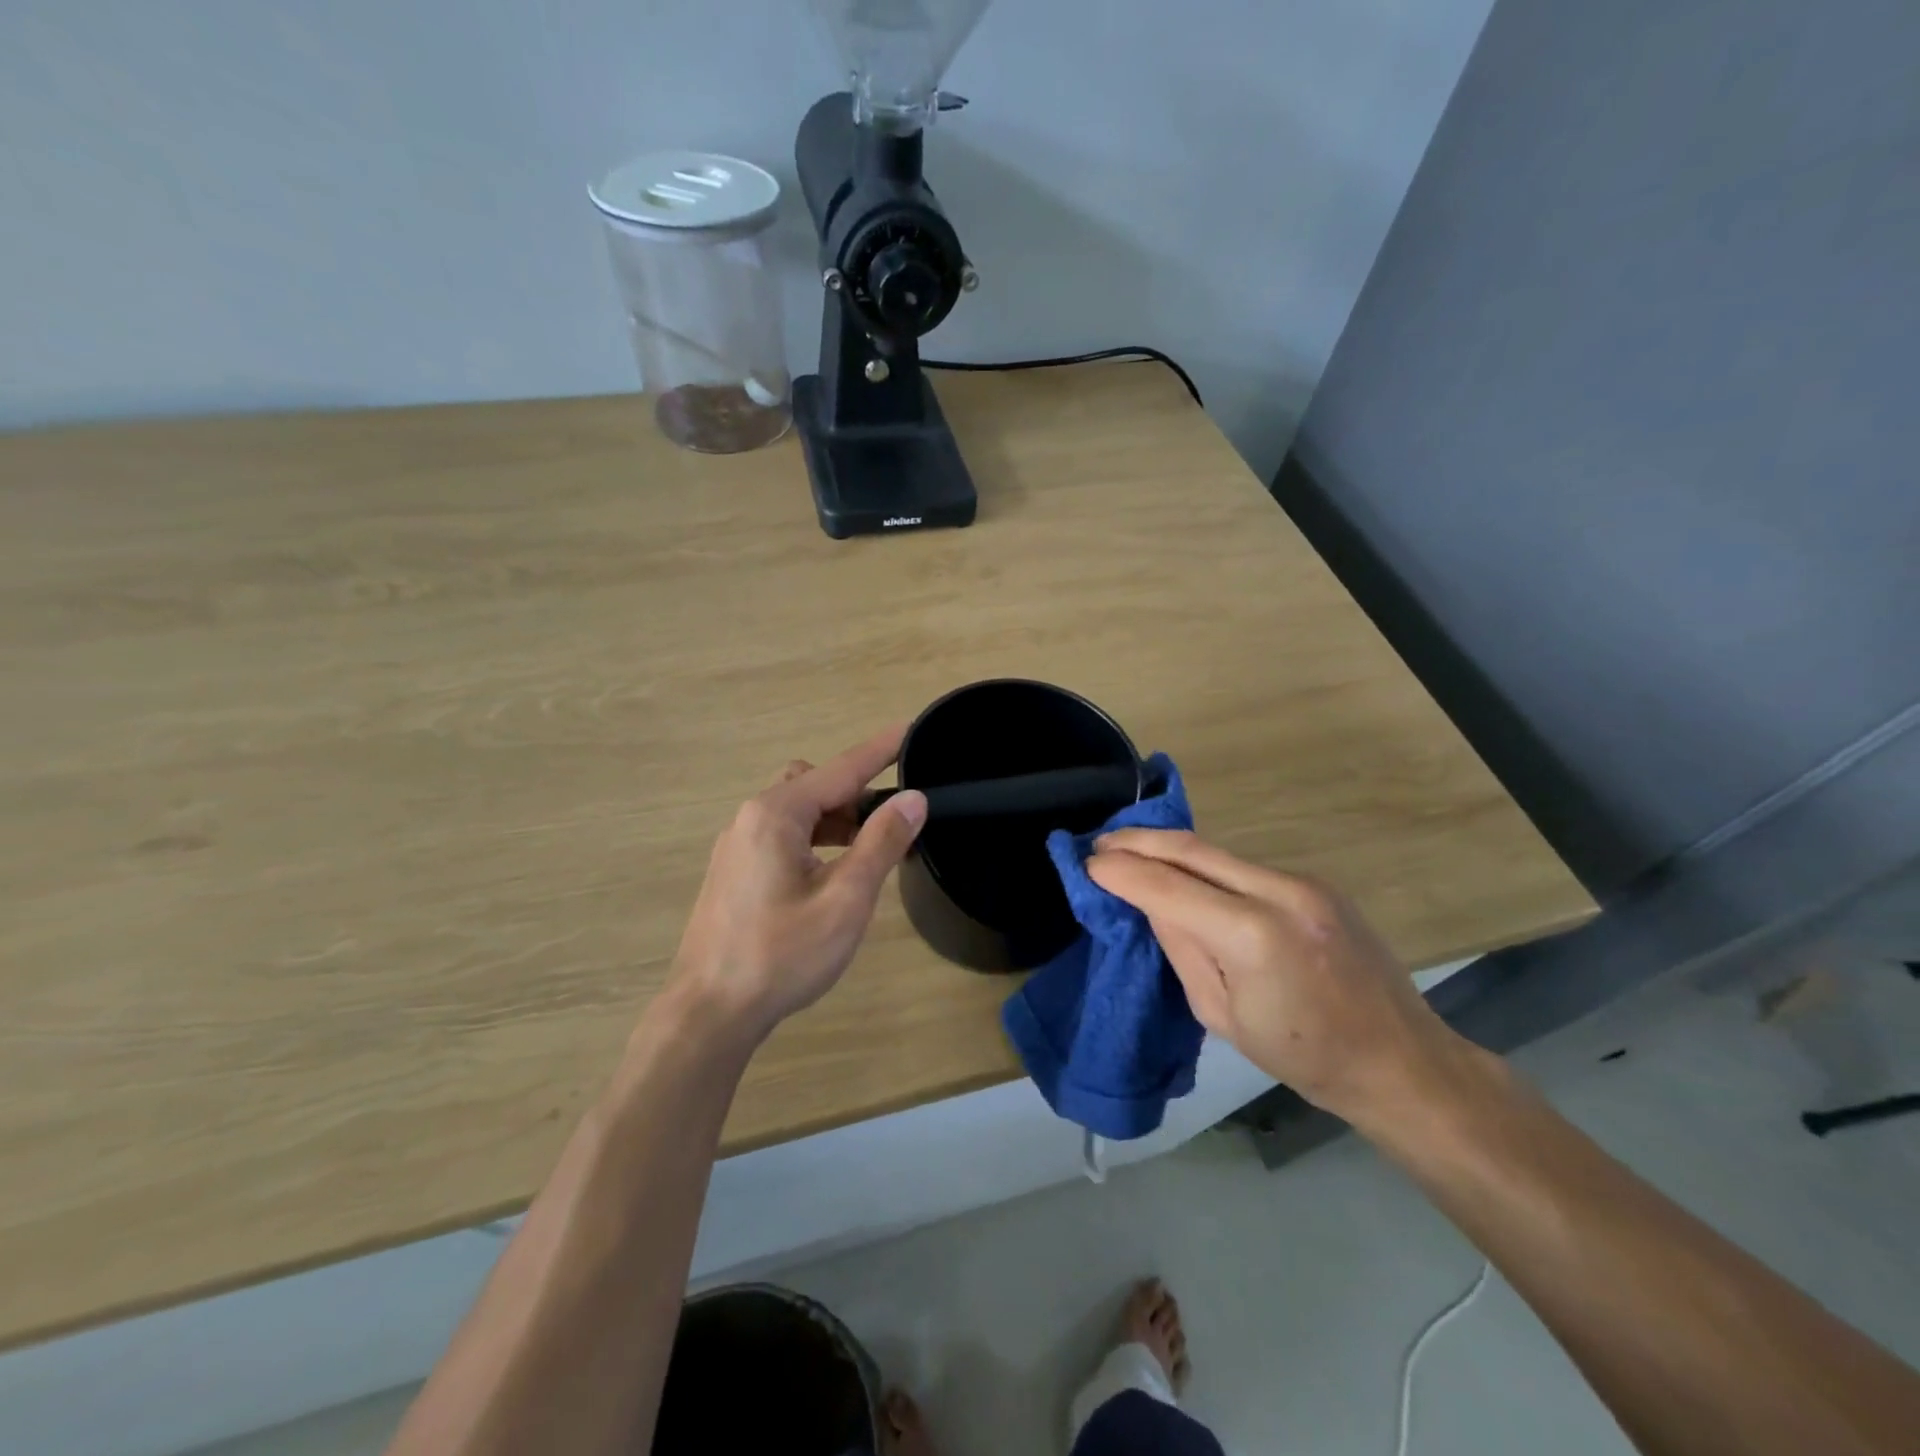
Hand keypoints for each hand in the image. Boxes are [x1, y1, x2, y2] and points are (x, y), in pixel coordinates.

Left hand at [665, 725, 927, 1044]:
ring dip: (835, 819)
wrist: (710, 1012)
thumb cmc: (782, 955)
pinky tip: (830, 874)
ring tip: (867, 852)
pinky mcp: (734, 872)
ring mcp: (737, 846)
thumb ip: (881, 843)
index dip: (880, 750)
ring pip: (796, 811)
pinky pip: (781, 835)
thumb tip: (913, 799)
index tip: (911, 728)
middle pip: (814, 785)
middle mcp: (750, 818)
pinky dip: (813, 839)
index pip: (841, 769)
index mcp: (776, 815)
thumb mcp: (845, 899)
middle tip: (892, 823)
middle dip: (856, 793)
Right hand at [1087, 830, 1470, 1126]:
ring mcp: (1304, 882)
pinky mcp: (1315, 883)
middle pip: (1193, 850)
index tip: (1087, 864)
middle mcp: (1280, 893)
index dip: (1123, 873)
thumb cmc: (1303, 1055)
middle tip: (1099, 841)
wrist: (1399, 1058)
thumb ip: (1183, 948)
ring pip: (1218, 853)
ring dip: (1170, 849)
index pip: (1169, 888)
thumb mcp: (1222, 1014)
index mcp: (1253, 936)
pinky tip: (1183, 872)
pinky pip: (1244, 867)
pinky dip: (1204, 865)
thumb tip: (1150, 902)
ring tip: (1130, 851)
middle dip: (1139, 841)